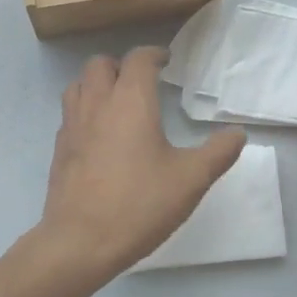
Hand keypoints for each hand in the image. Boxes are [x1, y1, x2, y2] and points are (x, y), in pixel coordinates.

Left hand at [38, 48, 245, 280]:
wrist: (80, 242)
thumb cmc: (139, 204)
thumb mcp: (190, 180)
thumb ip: (218, 152)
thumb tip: (237, 133)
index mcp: (130, 102)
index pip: (138, 59)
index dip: (154, 54)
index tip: (167, 61)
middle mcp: (97, 104)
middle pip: (100, 64)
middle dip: (121, 65)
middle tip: (141, 81)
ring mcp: (72, 126)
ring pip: (77, 85)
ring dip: (96, 83)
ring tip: (117, 101)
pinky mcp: (59, 150)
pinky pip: (69, 114)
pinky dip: (84, 110)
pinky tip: (99, 135)